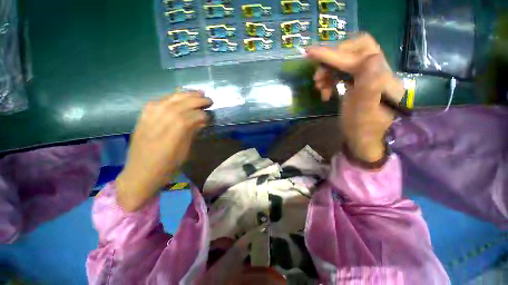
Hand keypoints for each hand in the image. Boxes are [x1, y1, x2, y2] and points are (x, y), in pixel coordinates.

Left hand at [116, 91, 211, 211]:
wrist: (142, 171)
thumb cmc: (169, 163)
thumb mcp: (186, 148)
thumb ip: (193, 131)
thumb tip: (202, 121)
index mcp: (179, 126)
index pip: (196, 114)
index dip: (204, 114)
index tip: (210, 116)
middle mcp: (166, 114)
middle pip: (186, 101)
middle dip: (199, 99)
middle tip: (209, 99)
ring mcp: (153, 112)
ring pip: (174, 97)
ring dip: (187, 94)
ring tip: (198, 92)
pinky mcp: (145, 113)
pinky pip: (161, 99)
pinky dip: (172, 96)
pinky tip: (179, 94)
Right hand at [306, 34, 403, 162]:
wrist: (364, 139)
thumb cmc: (362, 129)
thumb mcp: (364, 112)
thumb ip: (370, 86)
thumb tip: (371, 57)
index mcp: (382, 78)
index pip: (357, 56)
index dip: (333, 54)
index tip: (310, 53)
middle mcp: (377, 71)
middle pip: (357, 48)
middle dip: (333, 58)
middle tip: (319, 73)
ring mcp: (367, 76)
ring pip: (347, 59)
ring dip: (329, 70)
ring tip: (320, 86)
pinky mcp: (359, 81)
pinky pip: (343, 70)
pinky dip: (331, 77)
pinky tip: (325, 90)